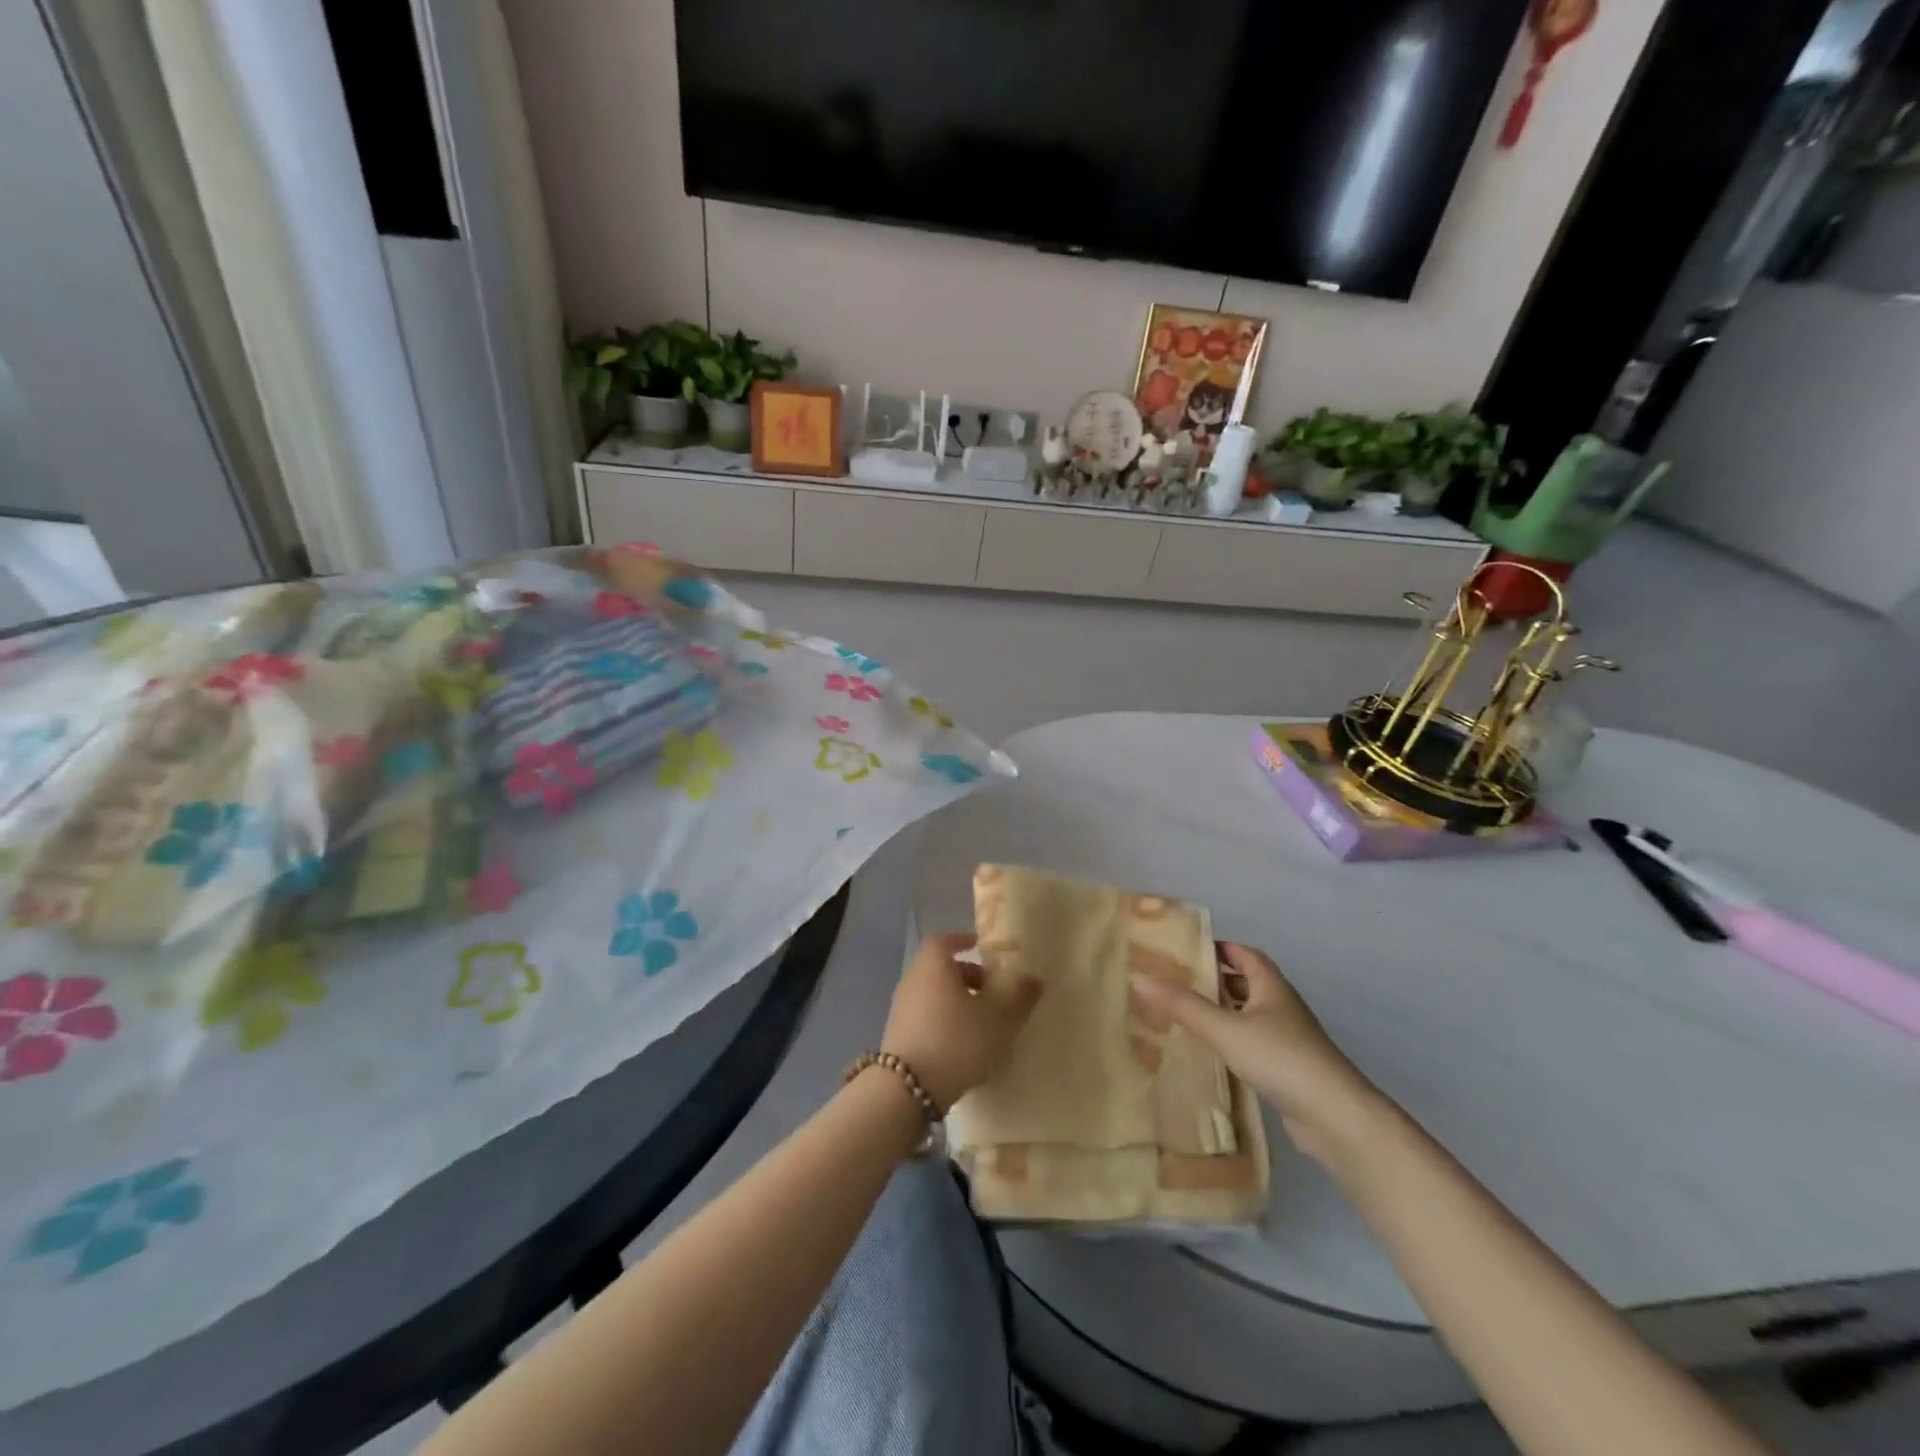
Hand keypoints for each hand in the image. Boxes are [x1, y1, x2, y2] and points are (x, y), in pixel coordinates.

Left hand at [883, 933, 1041, 1113]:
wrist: (907, 1088)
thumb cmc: (956, 1040)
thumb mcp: (999, 1019)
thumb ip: (1020, 997)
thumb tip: (1034, 978)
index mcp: (933, 964)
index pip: (945, 941)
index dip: (963, 941)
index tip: (982, 947)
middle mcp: (913, 979)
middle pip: (940, 968)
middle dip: (967, 975)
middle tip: (992, 990)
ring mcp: (901, 1008)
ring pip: (933, 993)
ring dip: (956, 1000)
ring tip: (982, 1021)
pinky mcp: (898, 1035)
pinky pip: (925, 1016)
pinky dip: (944, 1020)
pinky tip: (963, 1044)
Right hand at [1132, 943, 1389, 1166]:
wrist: (1336, 1117)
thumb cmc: (1280, 1058)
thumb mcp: (1225, 1029)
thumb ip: (1183, 1005)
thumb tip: (1140, 977)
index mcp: (1271, 985)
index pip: (1244, 953)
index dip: (1217, 947)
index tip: (1184, 949)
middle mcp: (1282, 1005)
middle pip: (1247, 981)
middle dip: (1215, 978)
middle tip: (1177, 980)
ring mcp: (1289, 1038)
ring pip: (1250, 1013)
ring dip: (1224, 1009)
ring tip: (1187, 1013)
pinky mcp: (1289, 1067)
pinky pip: (1255, 1041)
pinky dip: (1233, 1038)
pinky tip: (1213, 1051)